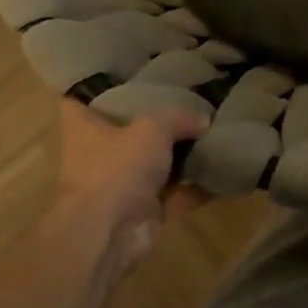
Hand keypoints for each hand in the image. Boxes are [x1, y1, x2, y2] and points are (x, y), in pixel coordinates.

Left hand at [53, 99, 210, 276]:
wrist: (108, 233)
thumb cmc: (116, 168)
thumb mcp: (152, 128)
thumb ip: (179, 118)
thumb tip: (204, 120)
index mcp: (84, 127)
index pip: (82, 98)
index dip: (100, 85)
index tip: (127, 73)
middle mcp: (98, 154)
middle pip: (126, 130)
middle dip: (154, 121)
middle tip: (187, 100)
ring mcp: (119, 184)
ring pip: (154, 163)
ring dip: (180, 156)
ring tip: (213, 132)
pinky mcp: (142, 211)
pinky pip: (175, 194)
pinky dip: (196, 188)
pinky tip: (224, 172)